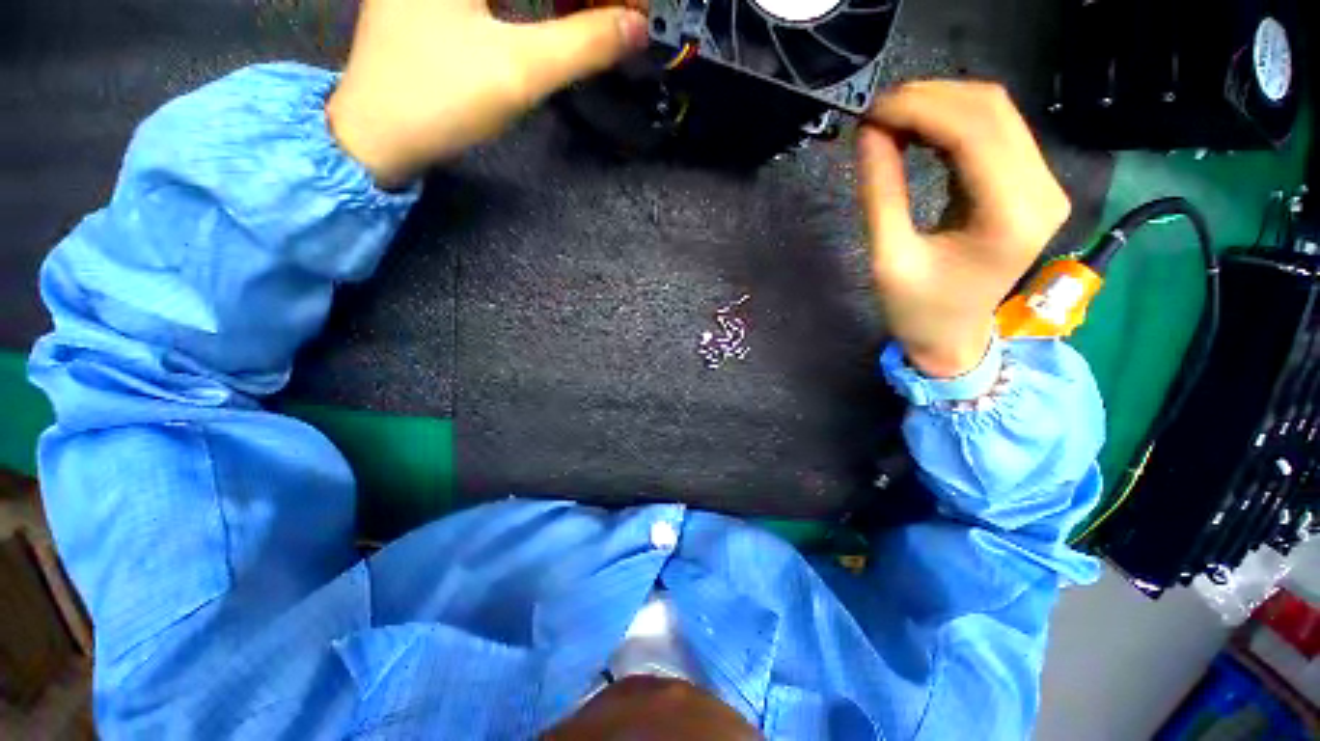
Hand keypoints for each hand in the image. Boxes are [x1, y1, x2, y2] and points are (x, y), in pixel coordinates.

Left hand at [327, 0, 648, 185]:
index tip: (628, 12)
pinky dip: (537, 5)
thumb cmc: (440, 97)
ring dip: (562, 2)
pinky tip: (557, 17)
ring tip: (594, 20)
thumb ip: (583, 44)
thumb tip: (637, 28)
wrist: (377, 133)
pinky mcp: (439, 1)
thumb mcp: (519, 70)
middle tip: (616, 19)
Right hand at [857, 81, 1069, 376]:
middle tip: (875, 114)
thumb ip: (881, 192)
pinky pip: (995, 133)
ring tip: (890, 121)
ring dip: (939, 106)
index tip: (870, 112)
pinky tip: (918, 133)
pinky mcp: (1029, 185)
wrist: (953, 338)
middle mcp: (1041, 190)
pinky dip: (952, 124)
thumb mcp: (889, 257)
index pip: (972, 131)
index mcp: (1010, 216)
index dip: (919, 109)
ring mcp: (1042, 185)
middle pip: (991, 110)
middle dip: (928, 99)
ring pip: (995, 113)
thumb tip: (869, 133)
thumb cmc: (918, 311)